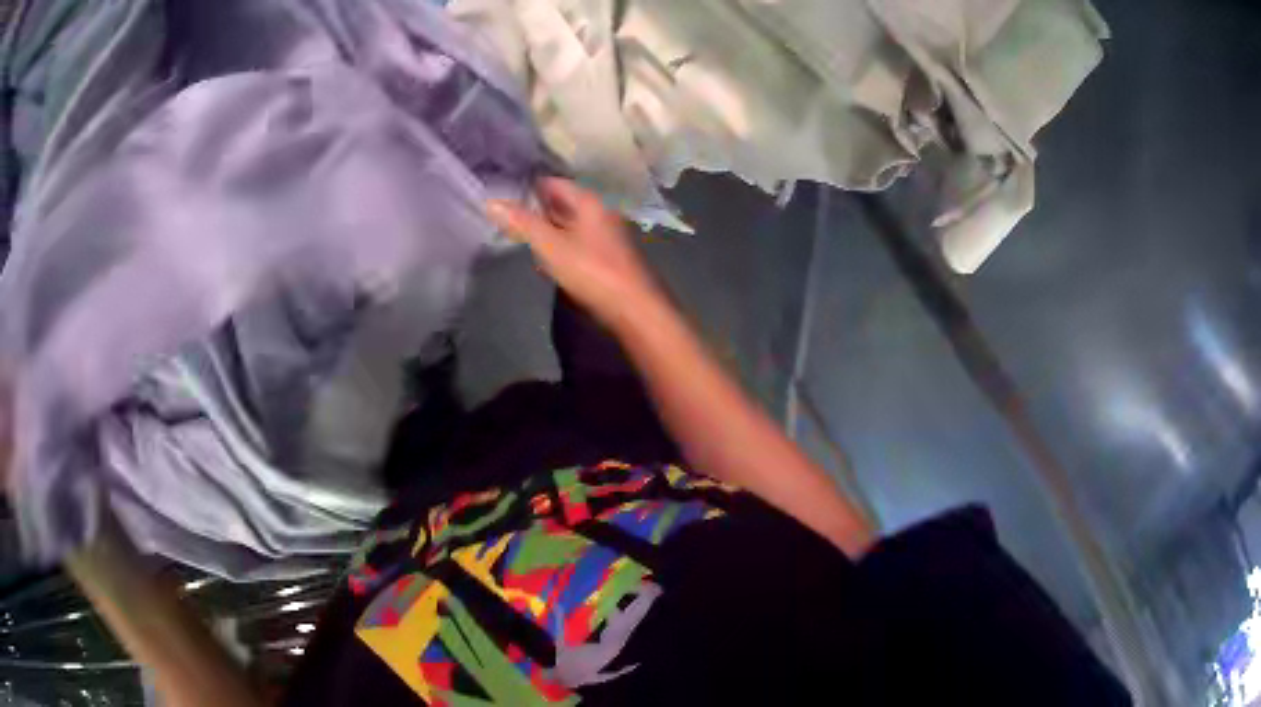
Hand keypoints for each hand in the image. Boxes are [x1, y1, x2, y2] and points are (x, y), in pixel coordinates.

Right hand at [487, 178, 665, 330]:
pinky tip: (546, 258)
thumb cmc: (592, 271)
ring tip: (518, 234)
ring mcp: (606, 234)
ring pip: (570, 223)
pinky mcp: (608, 255)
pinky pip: (578, 241)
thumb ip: (522, 223)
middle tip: (505, 214)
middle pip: (562, 202)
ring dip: (548, 227)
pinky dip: (560, 244)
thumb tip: (491, 201)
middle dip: (536, 207)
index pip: (553, 182)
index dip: (528, 185)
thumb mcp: (551, 246)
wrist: (634, 307)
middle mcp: (600, 211)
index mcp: (589, 201)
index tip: (502, 191)